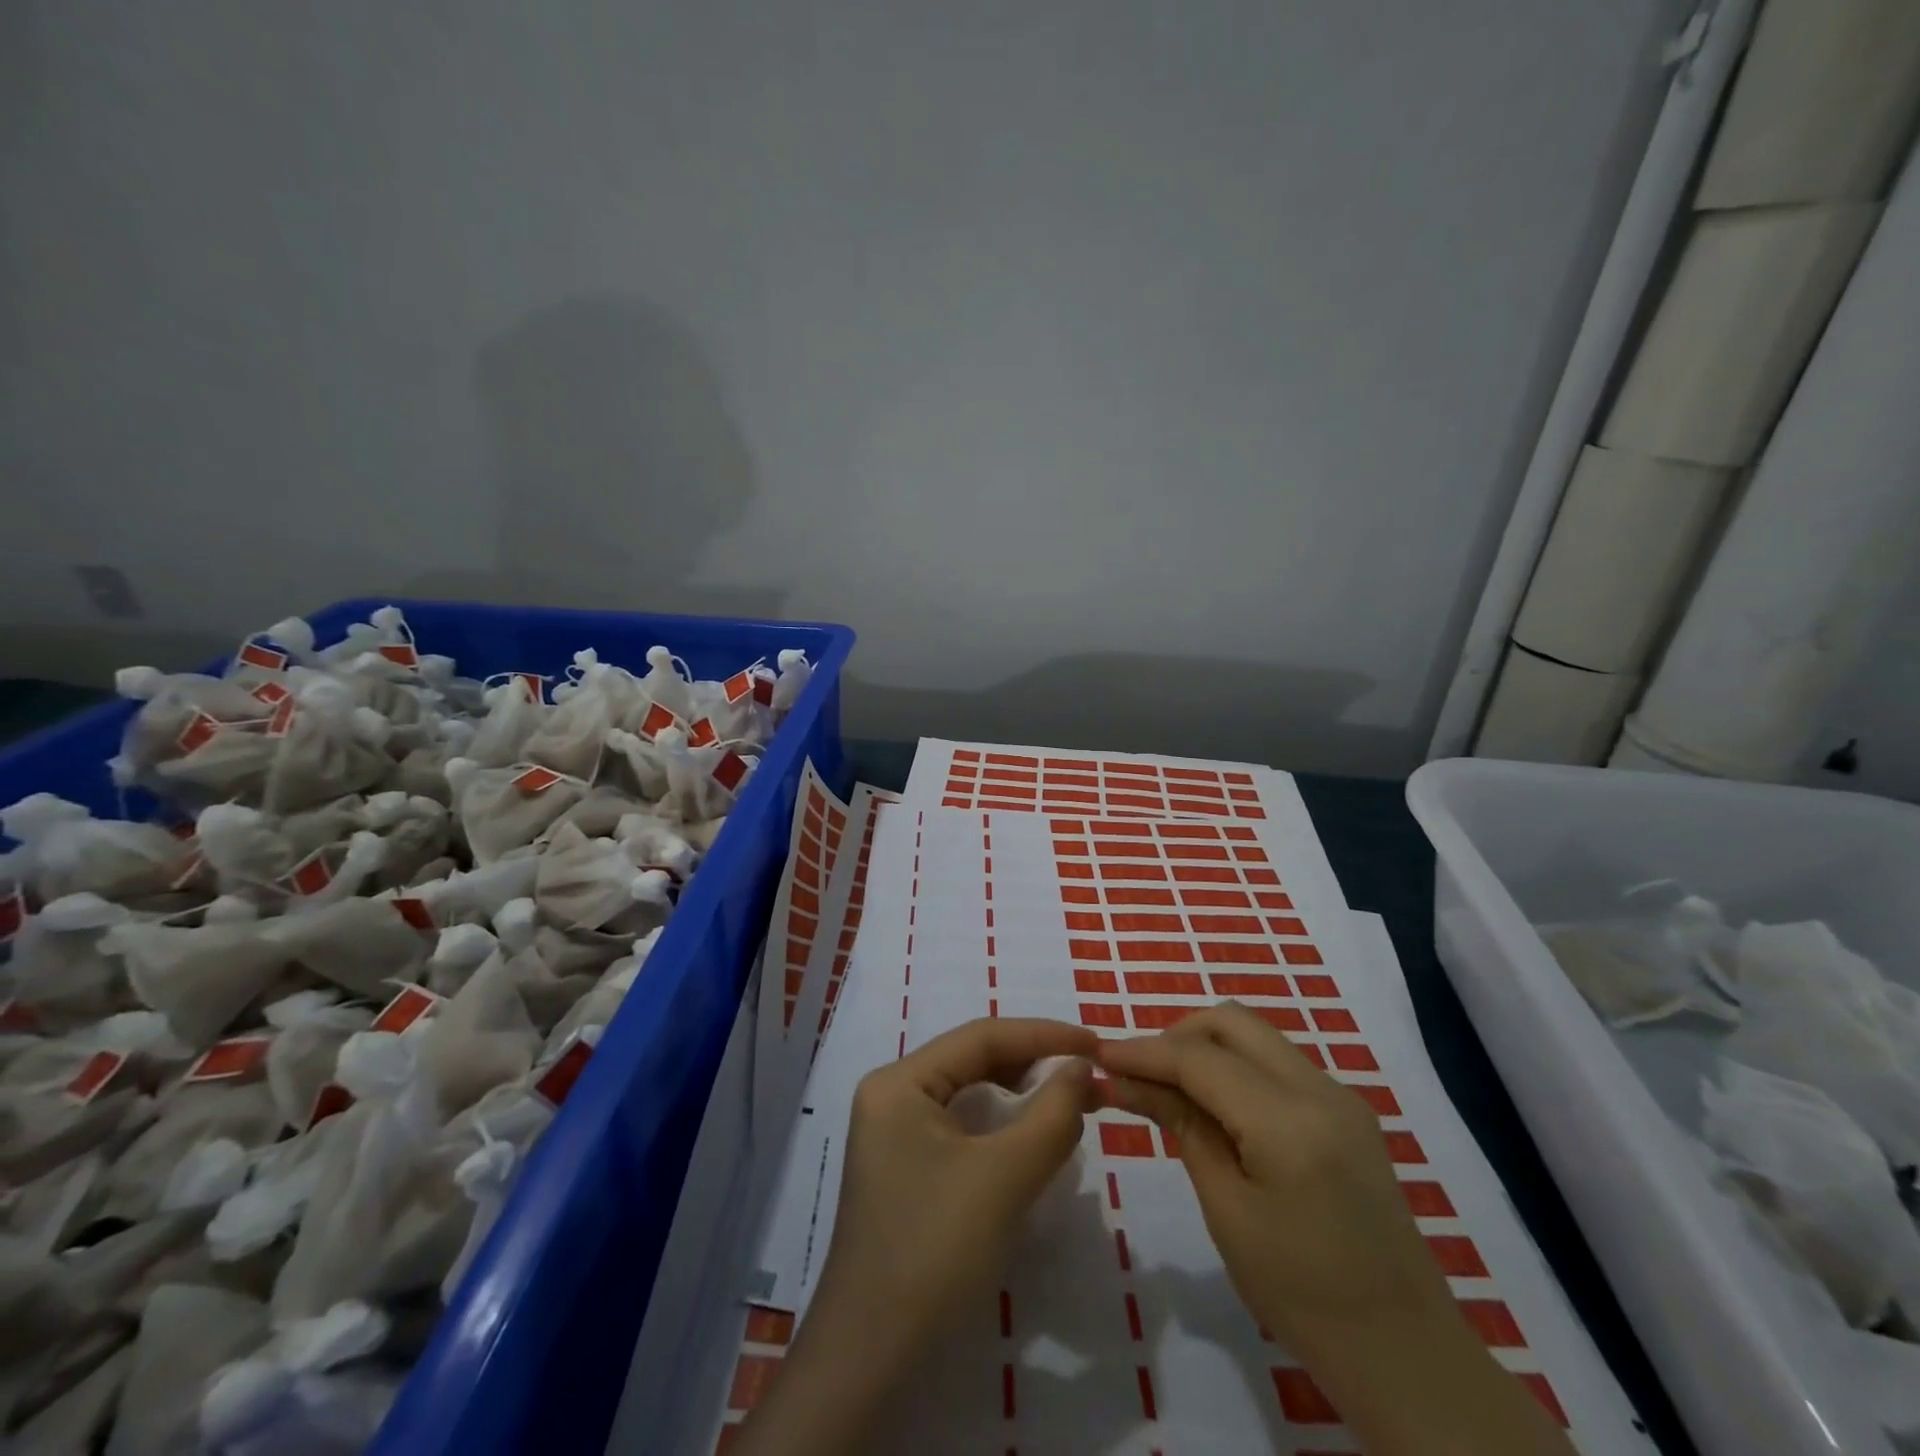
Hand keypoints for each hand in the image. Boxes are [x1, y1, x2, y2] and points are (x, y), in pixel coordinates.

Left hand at [733, 1017, 1096, 1455]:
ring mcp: (893, 1131)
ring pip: (967, 1092)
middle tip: (1087, 1073)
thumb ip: (1051, 1113)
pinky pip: (959, 1125)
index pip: (980, 1036)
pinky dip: (999, 1124)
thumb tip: (1080, 1068)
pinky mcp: (904, 1166)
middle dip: (1032, 1063)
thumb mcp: (1005, 1176)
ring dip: (1018, 1093)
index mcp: (900, 1080)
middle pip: (972, 1060)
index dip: (1043, 1035)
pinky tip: (1029, 1135)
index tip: (1095, 1044)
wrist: (872, 1355)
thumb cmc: (936, 1249)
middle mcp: (891, 1093)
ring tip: (1067, 1098)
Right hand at [1099, 1001, 1448, 1356]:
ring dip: (1205, 1047)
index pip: (1199, 1058)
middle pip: (1230, 1022)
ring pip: (1255, 1035)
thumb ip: (1181, 1126)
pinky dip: (1235, 1065)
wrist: (1406, 1355)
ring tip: (1168, 1087)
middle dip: (1175, 1036)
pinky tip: (1213, 1104)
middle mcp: (1320, 1088)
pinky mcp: (1347, 1111)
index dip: (1143, 1051)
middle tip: (1137, 1072)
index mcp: (1289, 1121)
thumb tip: (1127, 1079)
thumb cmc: (1302, 1296)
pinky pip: (1277, 1061)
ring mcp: (1340, 1095)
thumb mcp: (1227, 1210)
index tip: (1098, 1053)